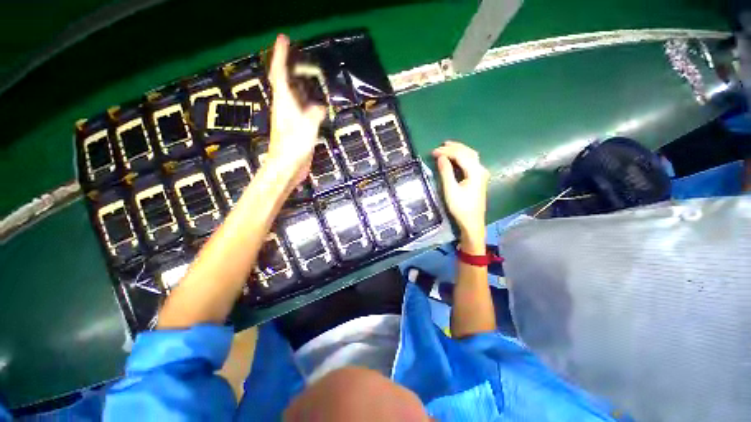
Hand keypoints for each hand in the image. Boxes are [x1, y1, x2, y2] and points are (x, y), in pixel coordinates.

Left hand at [266, 34, 325, 188]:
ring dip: (298, 85)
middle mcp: (284, 108)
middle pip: (284, 82)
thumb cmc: (293, 147)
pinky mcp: (295, 130)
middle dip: (288, 67)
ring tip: (308, 77)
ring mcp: (289, 119)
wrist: (287, 168)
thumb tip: (319, 108)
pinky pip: (301, 111)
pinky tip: (315, 106)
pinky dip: (307, 104)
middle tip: (297, 56)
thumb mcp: (308, 127)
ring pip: (293, 96)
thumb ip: (314, 114)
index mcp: (284, 103)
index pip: (279, 73)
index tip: (284, 38)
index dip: (280, 55)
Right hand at [432, 141, 488, 253]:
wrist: (472, 222)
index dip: (447, 151)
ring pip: (471, 156)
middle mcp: (481, 169)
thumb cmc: (460, 207)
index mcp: (475, 172)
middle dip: (453, 147)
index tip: (433, 152)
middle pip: (468, 152)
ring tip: (447, 147)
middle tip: (440, 146)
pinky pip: (471, 161)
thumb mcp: (450, 190)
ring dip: (459, 150)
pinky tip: (455, 157)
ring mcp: (481, 174)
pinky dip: (462, 156)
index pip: (461, 155)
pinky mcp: (479, 178)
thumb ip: (446, 172)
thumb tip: (441, 157)